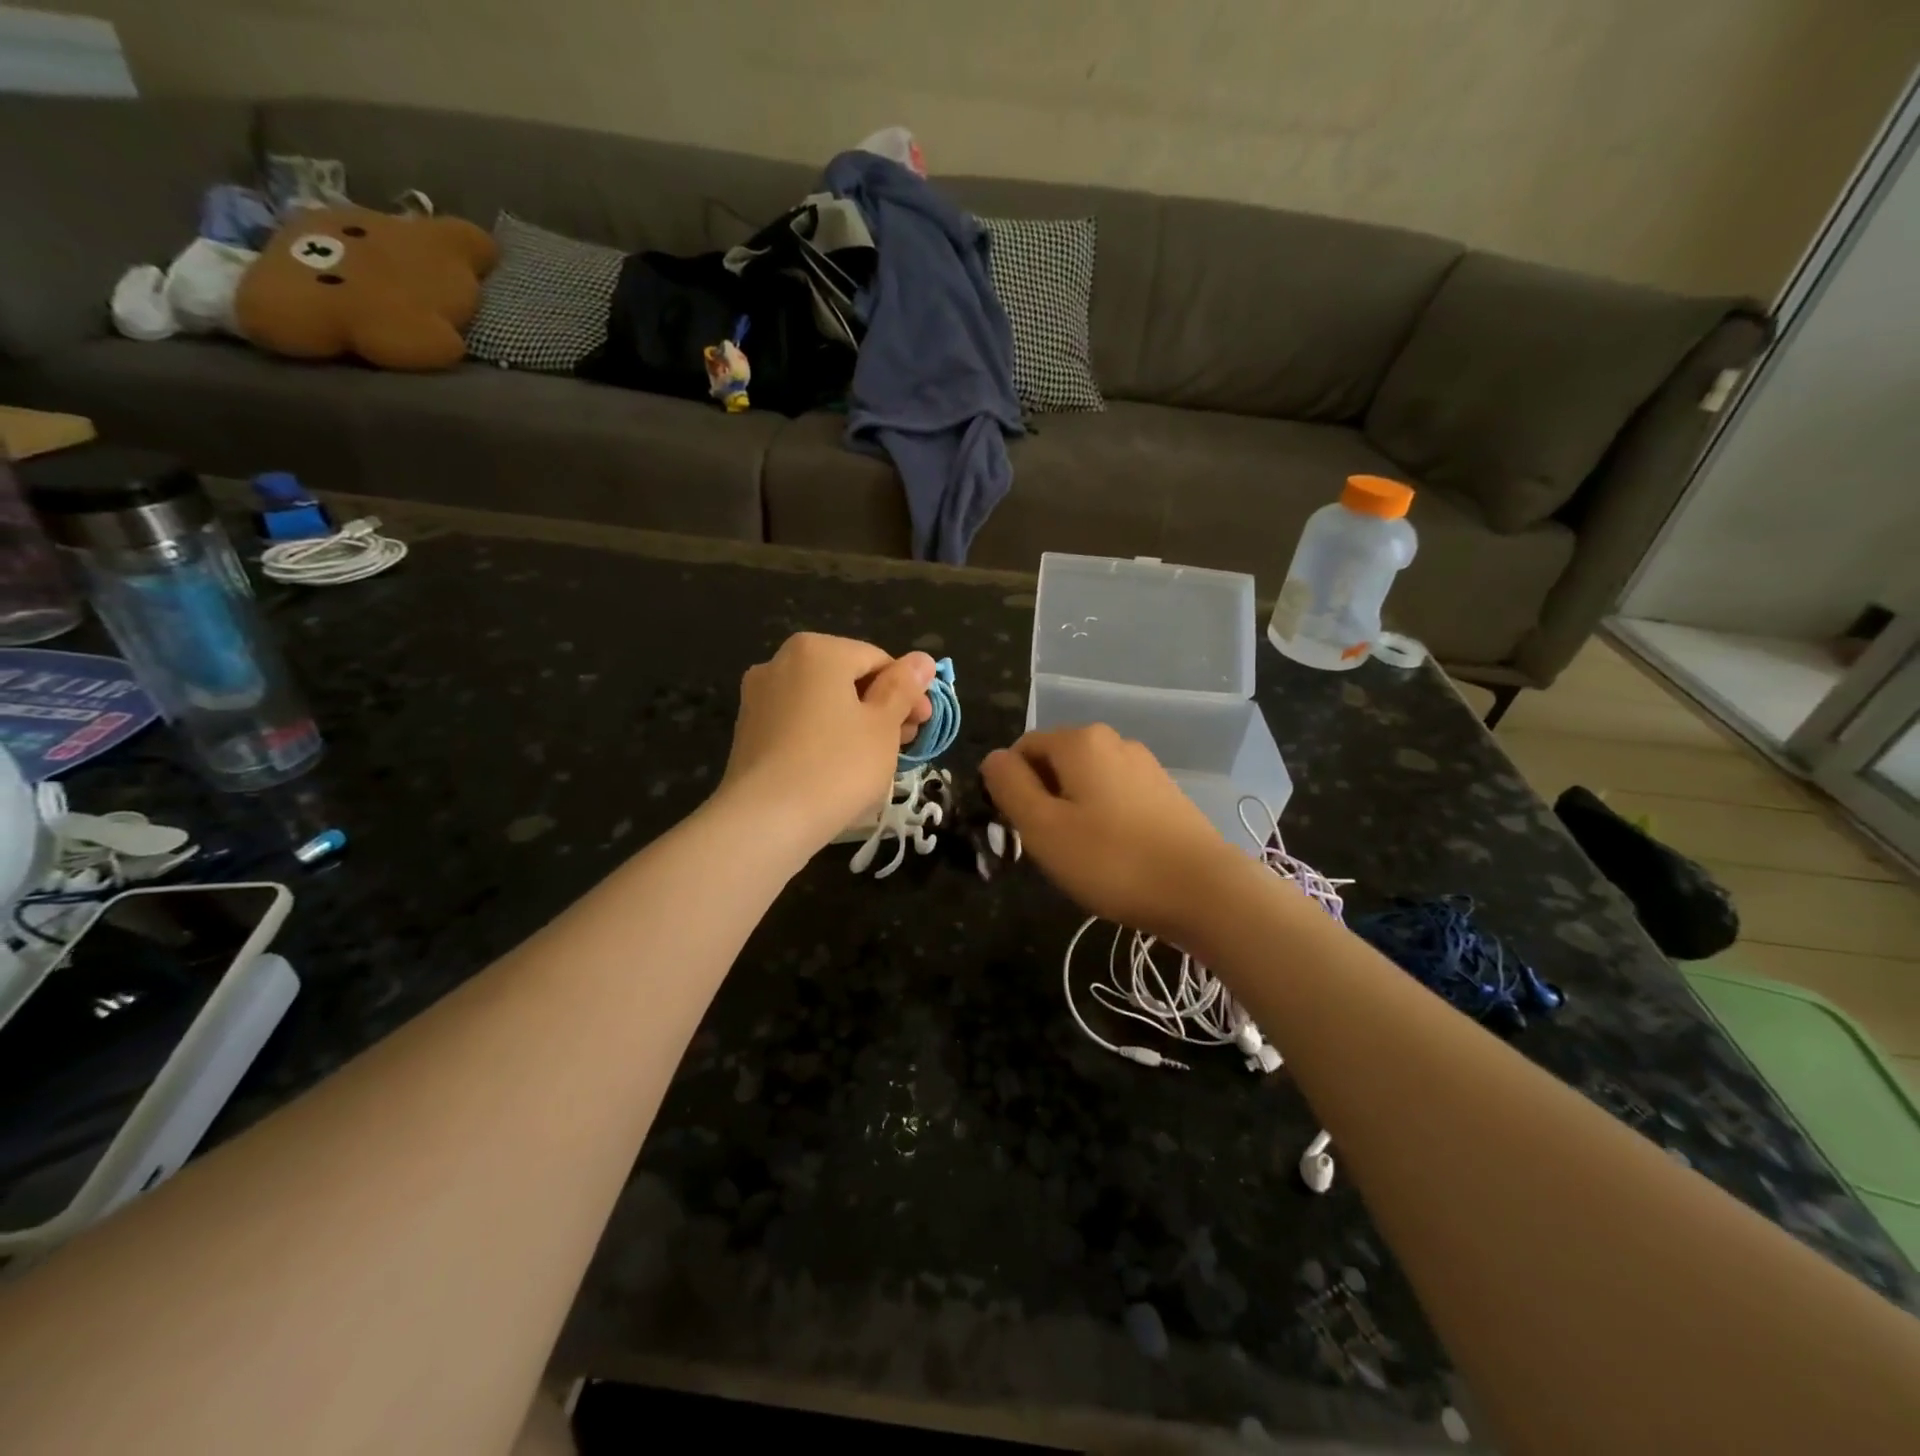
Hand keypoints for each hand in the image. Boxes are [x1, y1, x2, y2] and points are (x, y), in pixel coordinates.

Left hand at [719, 633, 934, 853]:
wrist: (766, 820)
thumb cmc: (837, 766)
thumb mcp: (883, 726)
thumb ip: (903, 687)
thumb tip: (922, 659)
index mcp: (818, 650)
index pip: (878, 660)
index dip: (908, 691)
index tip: (923, 724)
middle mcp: (780, 662)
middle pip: (846, 678)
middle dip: (880, 707)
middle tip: (904, 744)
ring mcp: (758, 697)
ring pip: (821, 702)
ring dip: (854, 723)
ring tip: (874, 760)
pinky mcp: (748, 731)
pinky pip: (798, 723)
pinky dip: (823, 737)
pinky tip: (837, 769)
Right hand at [981, 726, 1253, 944]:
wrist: (1203, 890)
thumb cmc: (1112, 859)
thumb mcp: (1043, 827)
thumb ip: (1010, 786)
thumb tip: (993, 758)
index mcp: (1080, 741)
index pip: (1022, 749)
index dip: (1010, 788)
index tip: (1020, 830)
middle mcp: (1113, 741)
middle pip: (1055, 762)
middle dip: (1042, 798)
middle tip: (1048, 847)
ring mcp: (1144, 765)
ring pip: (1086, 781)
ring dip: (1071, 810)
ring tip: (1081, 855)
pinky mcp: (1165, 792)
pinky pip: (1115, 795)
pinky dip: (1102, 818)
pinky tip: (1113, 854)